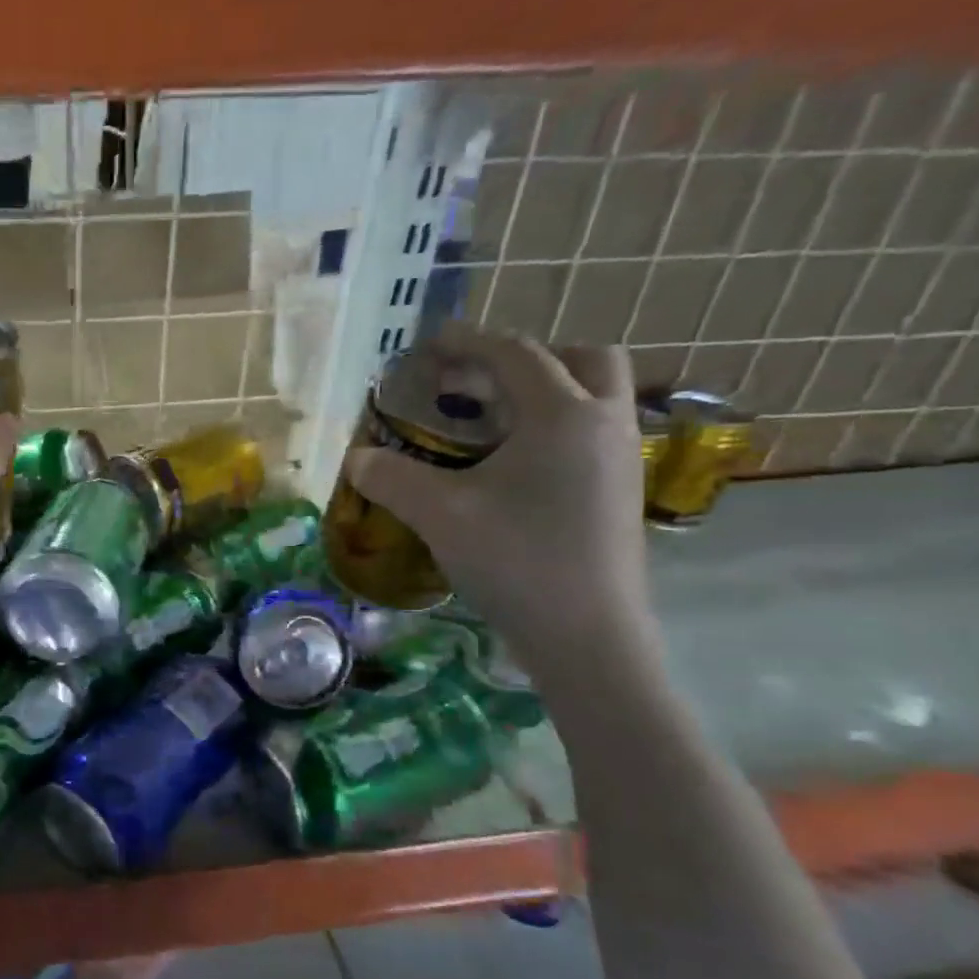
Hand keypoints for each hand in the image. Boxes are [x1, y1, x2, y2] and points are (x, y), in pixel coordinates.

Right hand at [342, 326, 656, 674]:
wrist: (587, 635)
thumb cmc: (515, 561)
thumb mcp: (439, 514)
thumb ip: (392, 478)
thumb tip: (357, 459)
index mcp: (563, 415)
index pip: (515, 354)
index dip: (468, 342)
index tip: (429, 344)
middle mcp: (603, 424)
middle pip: (580, 359)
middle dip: (525, 359)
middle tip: (475, 382)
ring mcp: (620, 459)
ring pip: (592, 397)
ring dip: (543, 392)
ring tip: (487, 423)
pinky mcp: (620, 493)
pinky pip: (590, 433)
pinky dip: (552, 428)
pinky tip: (510, 467)